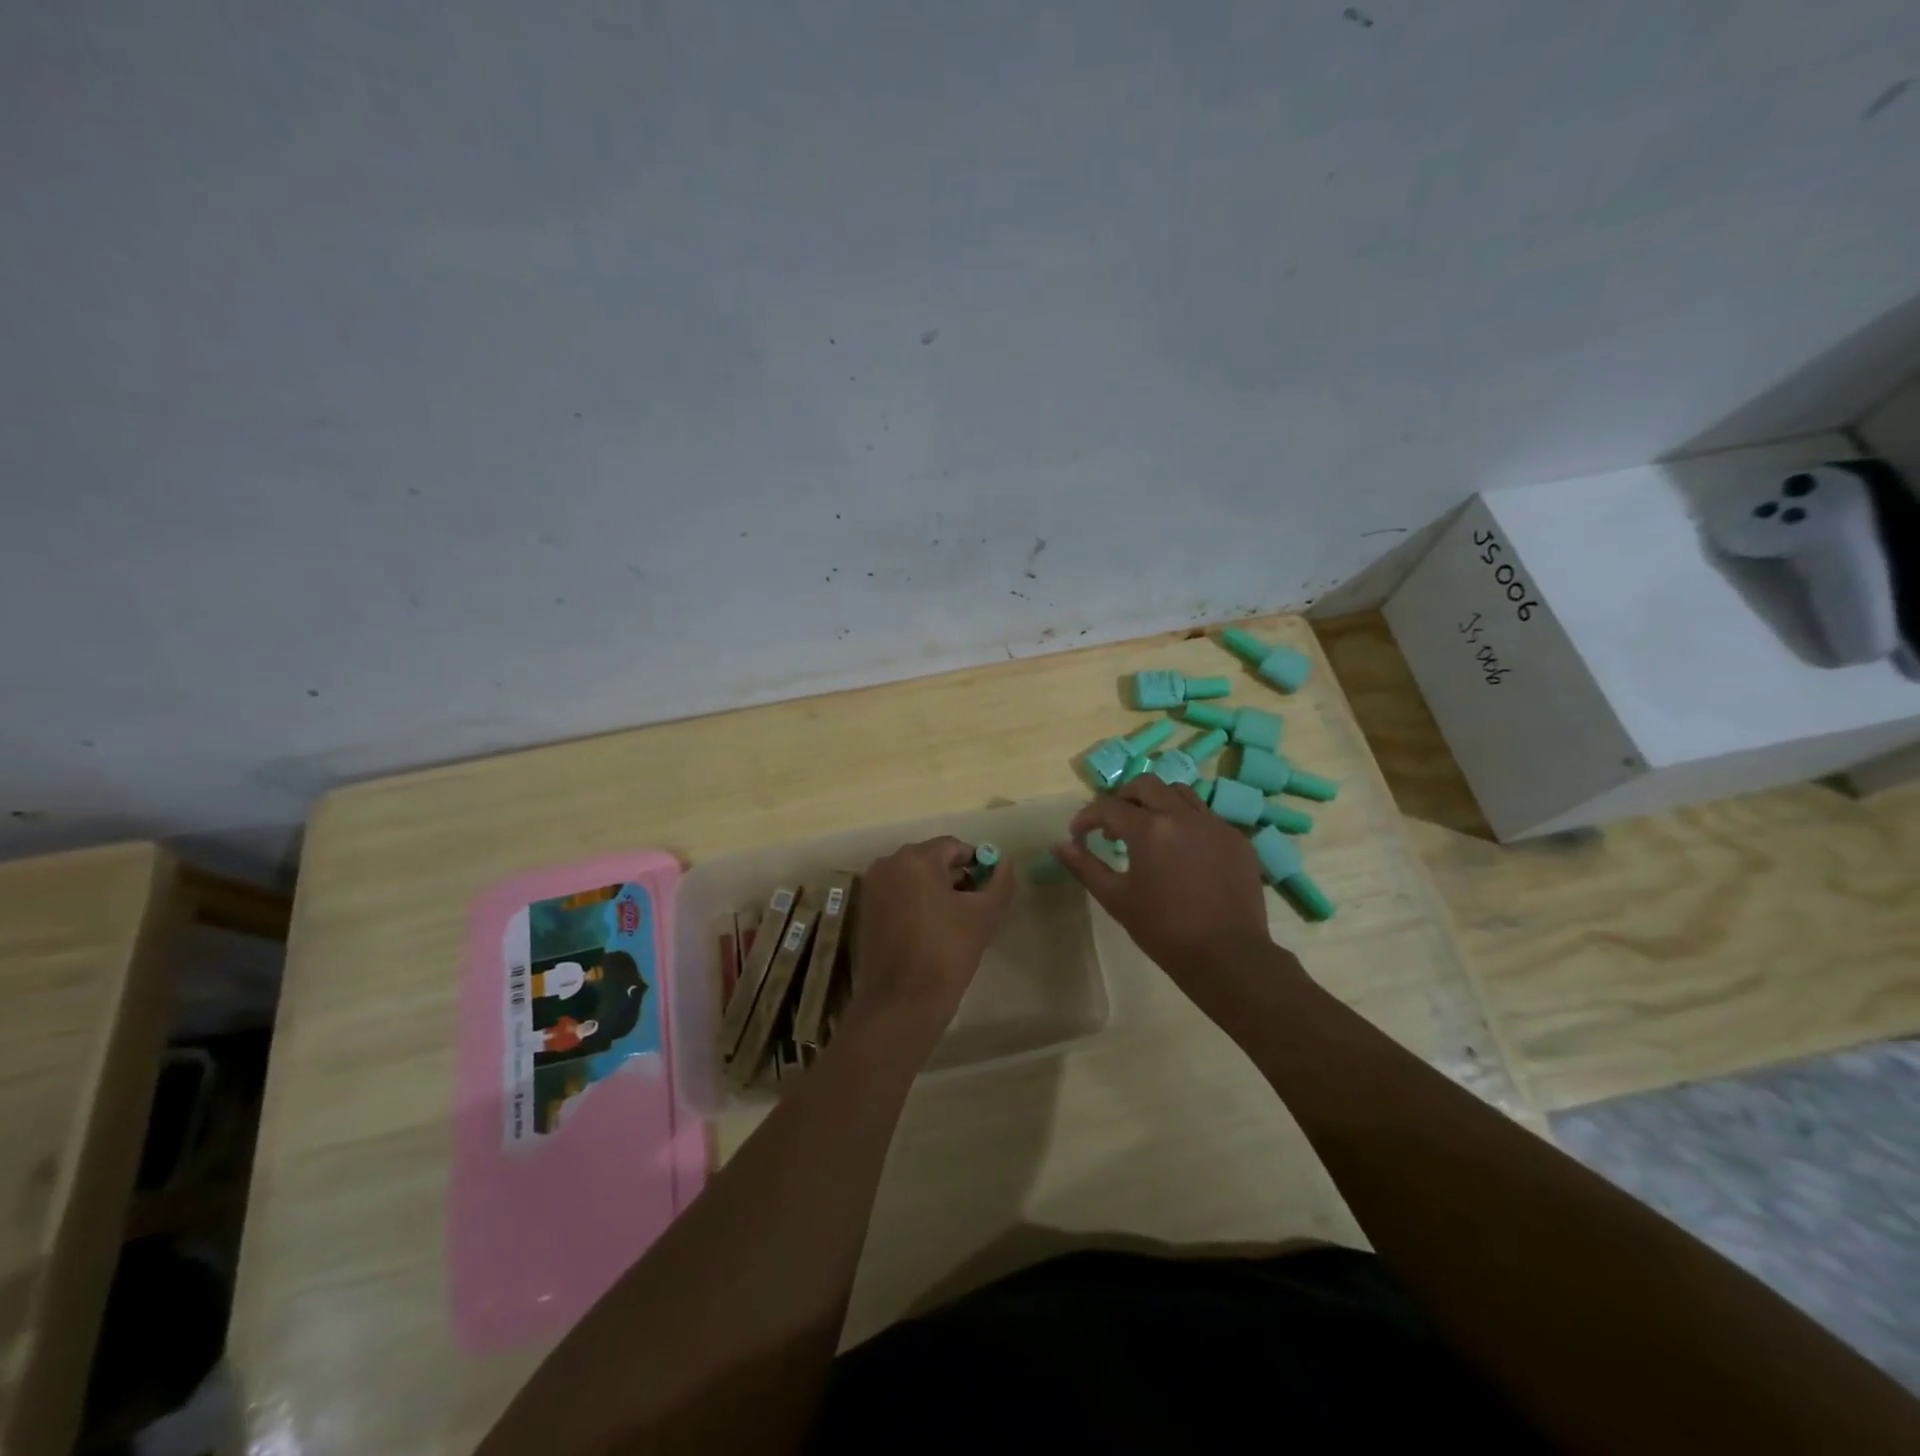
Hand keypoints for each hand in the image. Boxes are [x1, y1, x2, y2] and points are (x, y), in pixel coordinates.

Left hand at [845, 837, 1015, 1046]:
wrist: (901, 1002)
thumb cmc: (946, 953)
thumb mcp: (984, 915)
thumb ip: (1000, 882)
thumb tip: (1003, 863)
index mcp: (915, 859)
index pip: (953, 847)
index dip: (976, 864)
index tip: (988, 890)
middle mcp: (888, 864)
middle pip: (931, 859)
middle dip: (955, 877)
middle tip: (974, 907)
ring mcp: (872, 888)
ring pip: (913, 877)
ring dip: (936, 890)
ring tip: (954, 921)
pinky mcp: (865, 910)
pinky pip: (898, 894)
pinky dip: (916, 903)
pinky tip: (930, 930)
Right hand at [1054, 776, 1276, 985]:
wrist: (1227, 957)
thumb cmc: (1164, 931)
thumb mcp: (1116, 899)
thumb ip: (1085, 867)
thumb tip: (1059, 845)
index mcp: (1149, 830)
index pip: (1108, 807)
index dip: (1087, 817)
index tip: (1078, 835)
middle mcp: (1182, 816)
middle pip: (1146, 785)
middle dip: (1122, 798)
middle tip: (1112, 824)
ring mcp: (1214, 824)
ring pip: (1179, 792)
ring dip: (1156, 802)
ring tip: (1148, 829)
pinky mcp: (1236, 839)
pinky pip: (1206, 815)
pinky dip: (1185, 821)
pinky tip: (1181, 849)